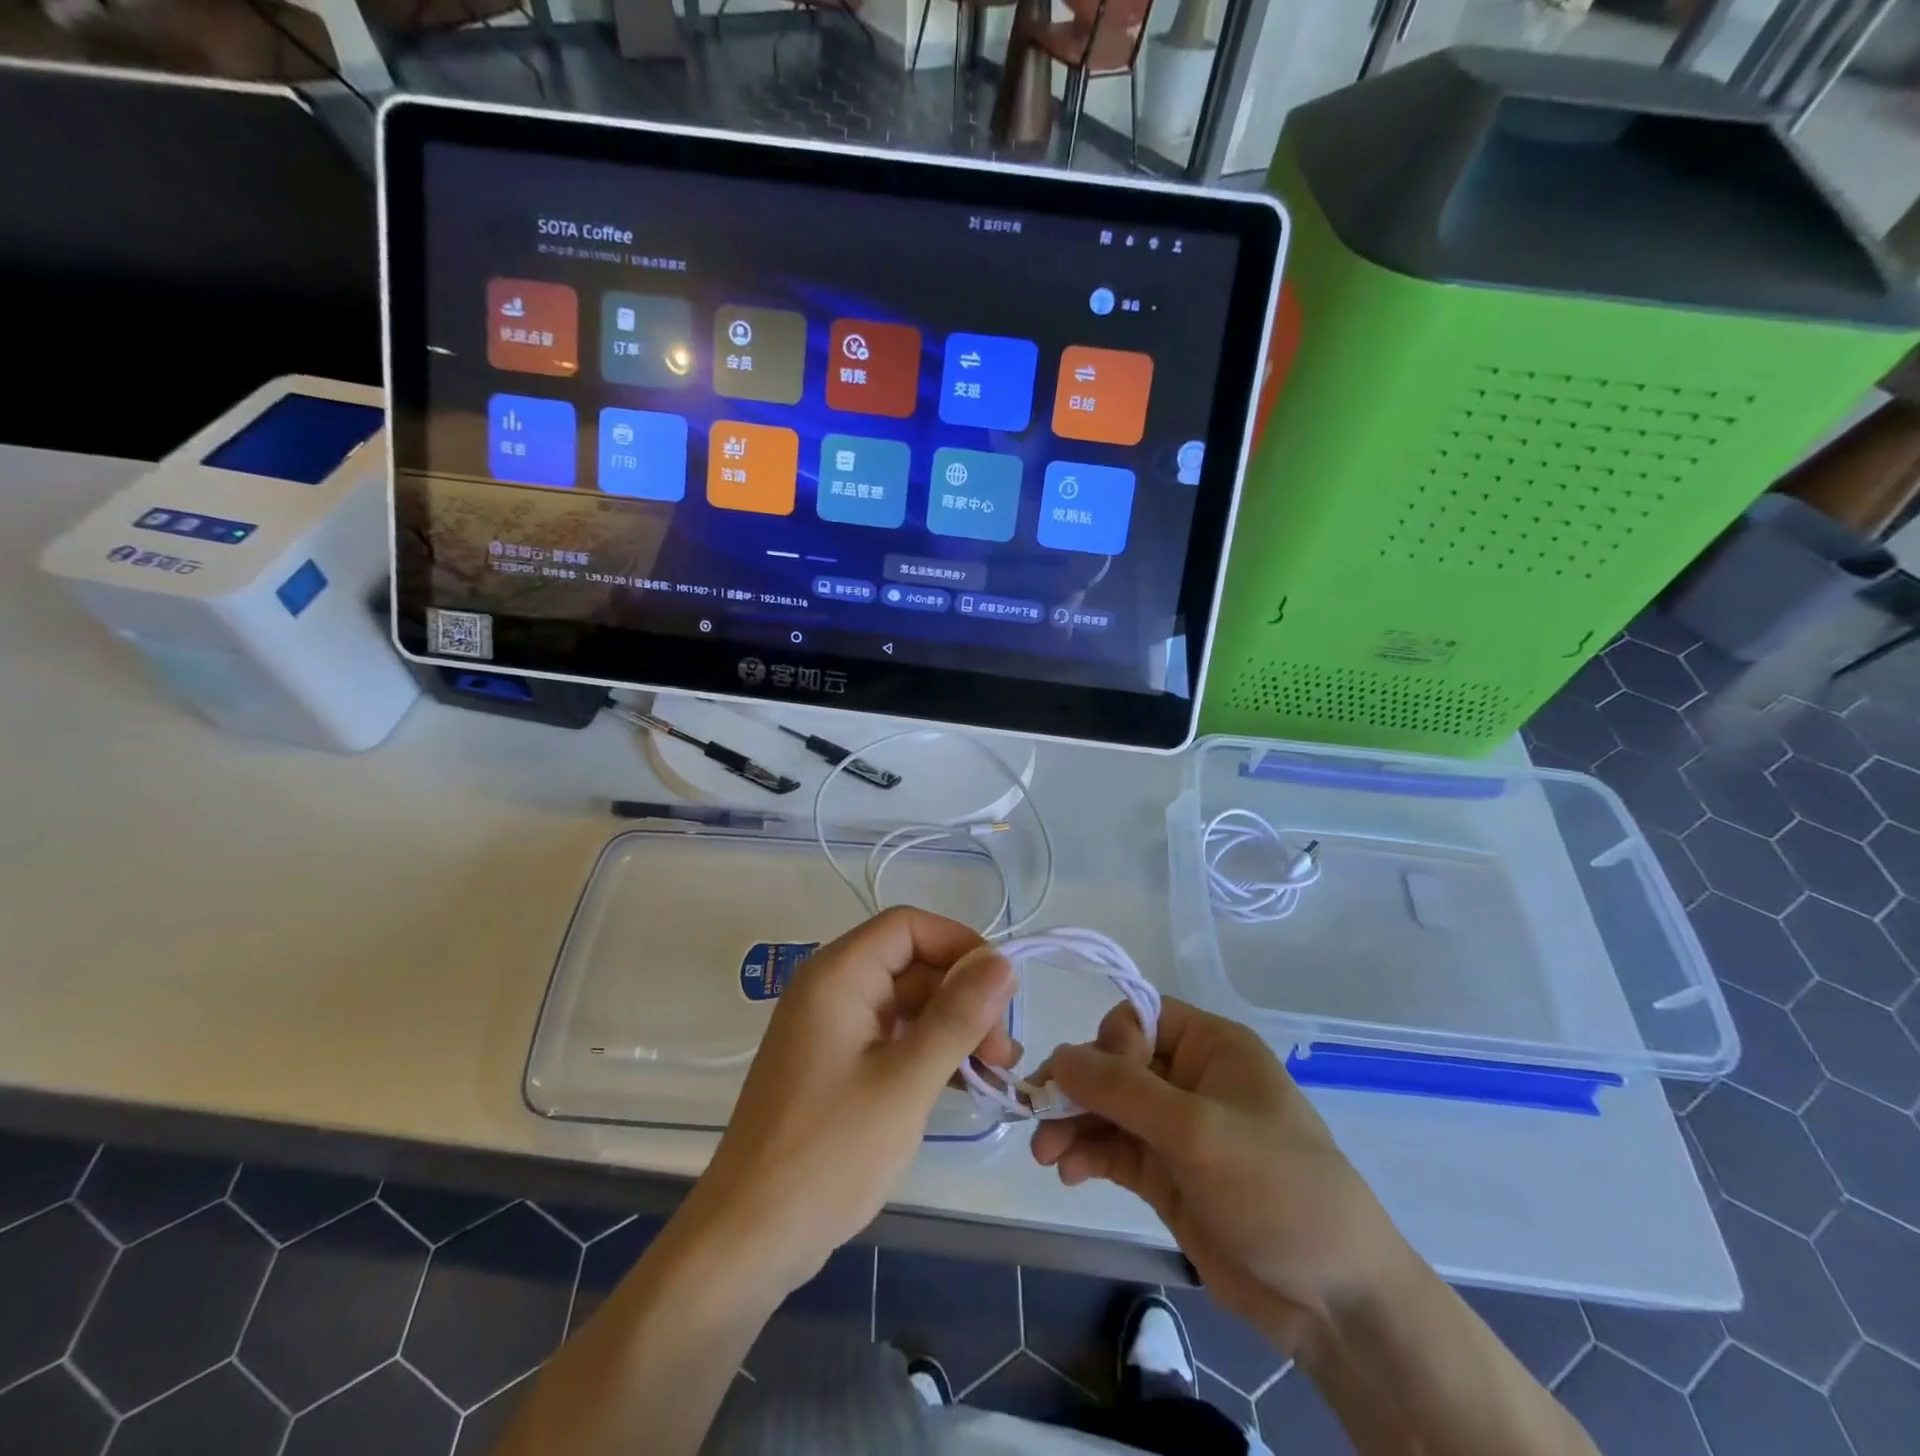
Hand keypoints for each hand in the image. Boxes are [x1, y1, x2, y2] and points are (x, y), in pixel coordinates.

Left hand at [682, 907, 1018, 1295]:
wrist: (748, 1238)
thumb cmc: (828, 1153)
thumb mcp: (906, 1082)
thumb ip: (957, 1016)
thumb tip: (1003, 962)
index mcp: (838, 974)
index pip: (909, 926)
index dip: (960, 945)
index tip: (1001, 990)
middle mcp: (831, 987)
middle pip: (911, 963)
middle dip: (963, 996)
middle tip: (1003, 1052)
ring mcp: (831, 1027)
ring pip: (906, 1002)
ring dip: (952, 1027)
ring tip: (994, 1071)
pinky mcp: (834, 1063)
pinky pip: (891, 1035)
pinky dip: (928, 1050)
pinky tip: (962, 1083)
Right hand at [1032, 997, 1408, 1351]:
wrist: (1334, 1301)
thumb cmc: (1276, 1189)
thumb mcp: (1198, 1131)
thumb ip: (1123, 1090)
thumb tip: (1058, 1055)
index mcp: (1211, 1046)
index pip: (1140, 1016)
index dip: (1110, 1041)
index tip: (1096, 1081)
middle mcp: (1190, 1079)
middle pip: (1115, 1063)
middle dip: (1077, 1088)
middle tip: (1040, 1116)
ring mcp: (1177, 1130)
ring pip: (1108, 1109)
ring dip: (1073, 1124)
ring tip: (1046, 1155)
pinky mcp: (1167, 1175)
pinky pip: (1114, 1149)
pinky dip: (1087, 1155)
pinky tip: (1068, 1174)